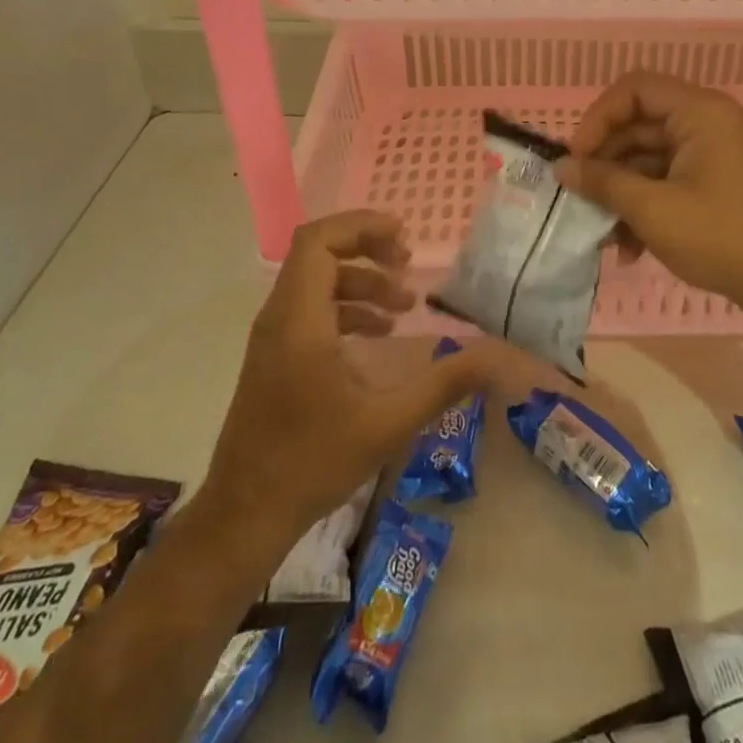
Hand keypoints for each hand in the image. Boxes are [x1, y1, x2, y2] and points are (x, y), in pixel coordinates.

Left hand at [202, 210, 536, 545]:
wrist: (244, 516)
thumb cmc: (313, 462)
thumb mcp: (389, 422)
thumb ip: (445, 383)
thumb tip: (498, 357)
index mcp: (299, 320)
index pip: (319, 241)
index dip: (361, 226)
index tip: (403, 237)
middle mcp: (279, 317)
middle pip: (318, 253)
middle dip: (367, 249)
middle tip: (407, 265)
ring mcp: (271, 337)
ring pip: (315, 281)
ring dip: (360, 282)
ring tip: (403, 307)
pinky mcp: (273, 357)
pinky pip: (310, 309)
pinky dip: (346, 308)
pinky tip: (378, 337)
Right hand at [556, 71, 742, 317]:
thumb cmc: (719, 236)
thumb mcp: (651, 209)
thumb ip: (603, 182)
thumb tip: (561, 168)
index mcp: (699, 112)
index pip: (634, 89)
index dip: (598, 118)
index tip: (578, 158)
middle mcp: (706, 121)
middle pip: (638, 125)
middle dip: (606, 164)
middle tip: (580, 198)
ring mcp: (711, 152)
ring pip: (648, 157)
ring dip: (621, 192)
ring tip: (603, 235)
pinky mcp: (713, 180)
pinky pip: (666, 178)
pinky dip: (644, 205)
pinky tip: (628, 248)